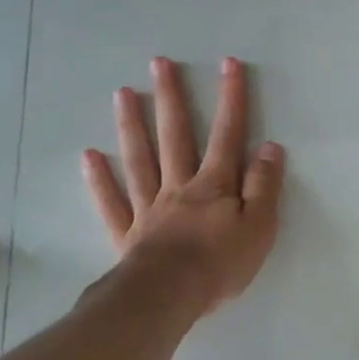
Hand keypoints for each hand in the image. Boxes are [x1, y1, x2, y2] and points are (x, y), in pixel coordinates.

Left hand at [82, 56, 284, 313]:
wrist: (169, 296)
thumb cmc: (220, 264)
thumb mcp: (259, 226)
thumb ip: (264, 186)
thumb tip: (269, 147)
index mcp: (214, 186)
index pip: (227, 135)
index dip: (230, 99)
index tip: (228, 64)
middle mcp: (179, 187)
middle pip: (175, 136)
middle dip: (171, 98)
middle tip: (160, 63)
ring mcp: (149, 207)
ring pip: (139, 159)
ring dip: (132, 125)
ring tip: (123, 92)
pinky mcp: (128, 232)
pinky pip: (112, 201)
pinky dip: (100, 179)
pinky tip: (90, 156)